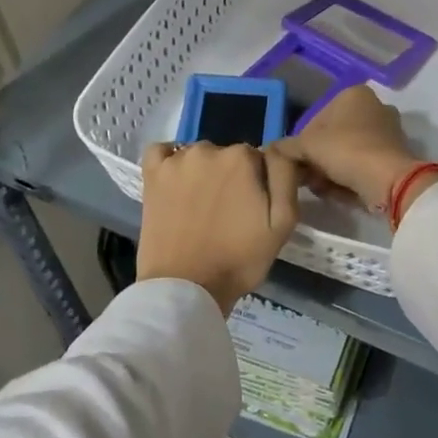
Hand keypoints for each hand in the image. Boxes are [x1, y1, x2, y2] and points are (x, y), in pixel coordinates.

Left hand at [137, 142, 300, 315]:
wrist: (186, 288)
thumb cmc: (239, 259)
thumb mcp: (282, 222)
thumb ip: (286, 176)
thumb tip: (279, 149)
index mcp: (243, 157)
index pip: (259, 159)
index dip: (259, 183)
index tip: (253, 208)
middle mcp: (208, 149)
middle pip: (228, 156)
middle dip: (232, 177)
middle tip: (228, 213)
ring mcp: (175, 161)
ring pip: (199, 156)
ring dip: (203, 173)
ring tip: (201, 207)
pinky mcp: (151, 175)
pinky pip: (161, 152)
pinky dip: (169, 162)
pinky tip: (175, 183)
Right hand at [272, 85, 422, 209]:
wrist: (388, 180)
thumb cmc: (345, 150)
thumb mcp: (307, 146)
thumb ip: (286, 146)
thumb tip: (269, 149)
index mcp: (354, 95)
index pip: (316, 118)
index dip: (302, 142)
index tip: (296, 162)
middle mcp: (374, 107)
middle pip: (333, 136)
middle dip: (317, 158)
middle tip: (305, 177)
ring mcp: (387, 132)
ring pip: (347, 152)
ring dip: (330, 171)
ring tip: (319, 188)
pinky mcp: (395, 156)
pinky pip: (362, 165)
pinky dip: (348, 177)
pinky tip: (336, 192)